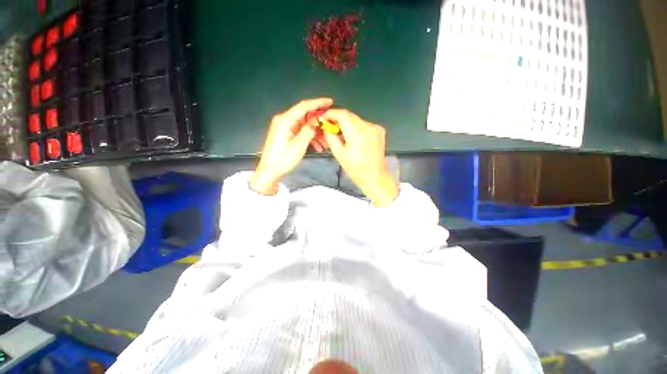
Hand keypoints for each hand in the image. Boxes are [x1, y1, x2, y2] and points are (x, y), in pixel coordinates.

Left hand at [250, 98, 333, 194]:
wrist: (270, 171)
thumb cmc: (283, 159)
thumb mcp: (299, 145)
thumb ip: (309, 130)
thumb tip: (318, 120)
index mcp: (285, 120)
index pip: (303, 106)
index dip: (318, 103)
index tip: (330, 102)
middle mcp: (284, 120)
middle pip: (305, 116)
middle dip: (319, 123)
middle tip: (330, 127)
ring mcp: (285, 127)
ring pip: (305, 125)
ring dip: (316, 133)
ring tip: (326, 143)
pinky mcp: (286, 134)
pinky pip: (301, 132)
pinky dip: (310, 137)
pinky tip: (318, 147)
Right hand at [322, 109, 398, 206]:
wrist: (374, 176)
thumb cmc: (355, 168)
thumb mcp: (338, 153)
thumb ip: (330, 136)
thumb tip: (324, 124)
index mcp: (357, 134)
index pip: (342, 115)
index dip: (331, 113)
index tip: (323, 117)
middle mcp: (368, 127)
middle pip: (349, 115)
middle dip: (338, 118)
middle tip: (329, 126)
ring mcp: (375, 128)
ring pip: (356, 119)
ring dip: (347, 123)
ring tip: (341, 134)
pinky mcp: (380, 130)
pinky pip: (363, 124)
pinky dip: (356, 127)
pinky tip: (353, 137)